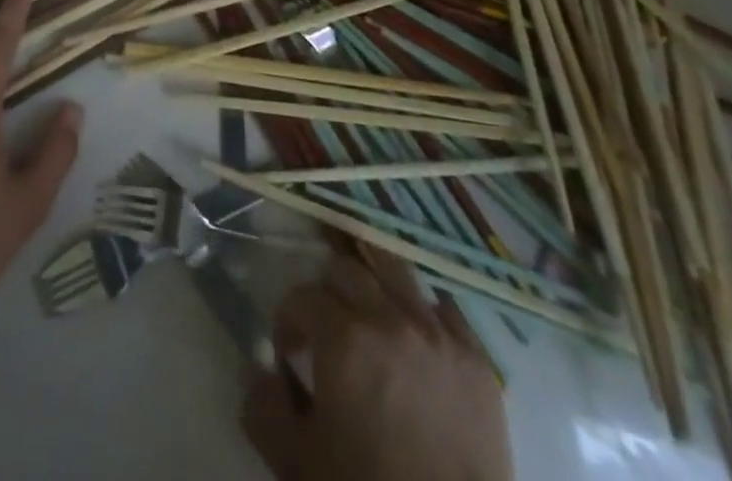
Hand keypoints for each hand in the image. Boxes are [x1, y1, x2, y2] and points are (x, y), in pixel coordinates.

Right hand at [243, 252, 512, 480]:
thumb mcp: (296, 463)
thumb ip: (263, 409)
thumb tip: (256, 372)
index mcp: (342, 338)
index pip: (300, 296)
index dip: (287, 320)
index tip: (288, 352)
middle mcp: (388, 317)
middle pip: (347, 269)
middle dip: (328, 292)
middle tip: (327, 328)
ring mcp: (436, 332)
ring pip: (396, 270)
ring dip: (374, 281)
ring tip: (370, 310)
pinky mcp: (475, 357)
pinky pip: (444, 306)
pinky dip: (423, 310)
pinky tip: (416, 334)